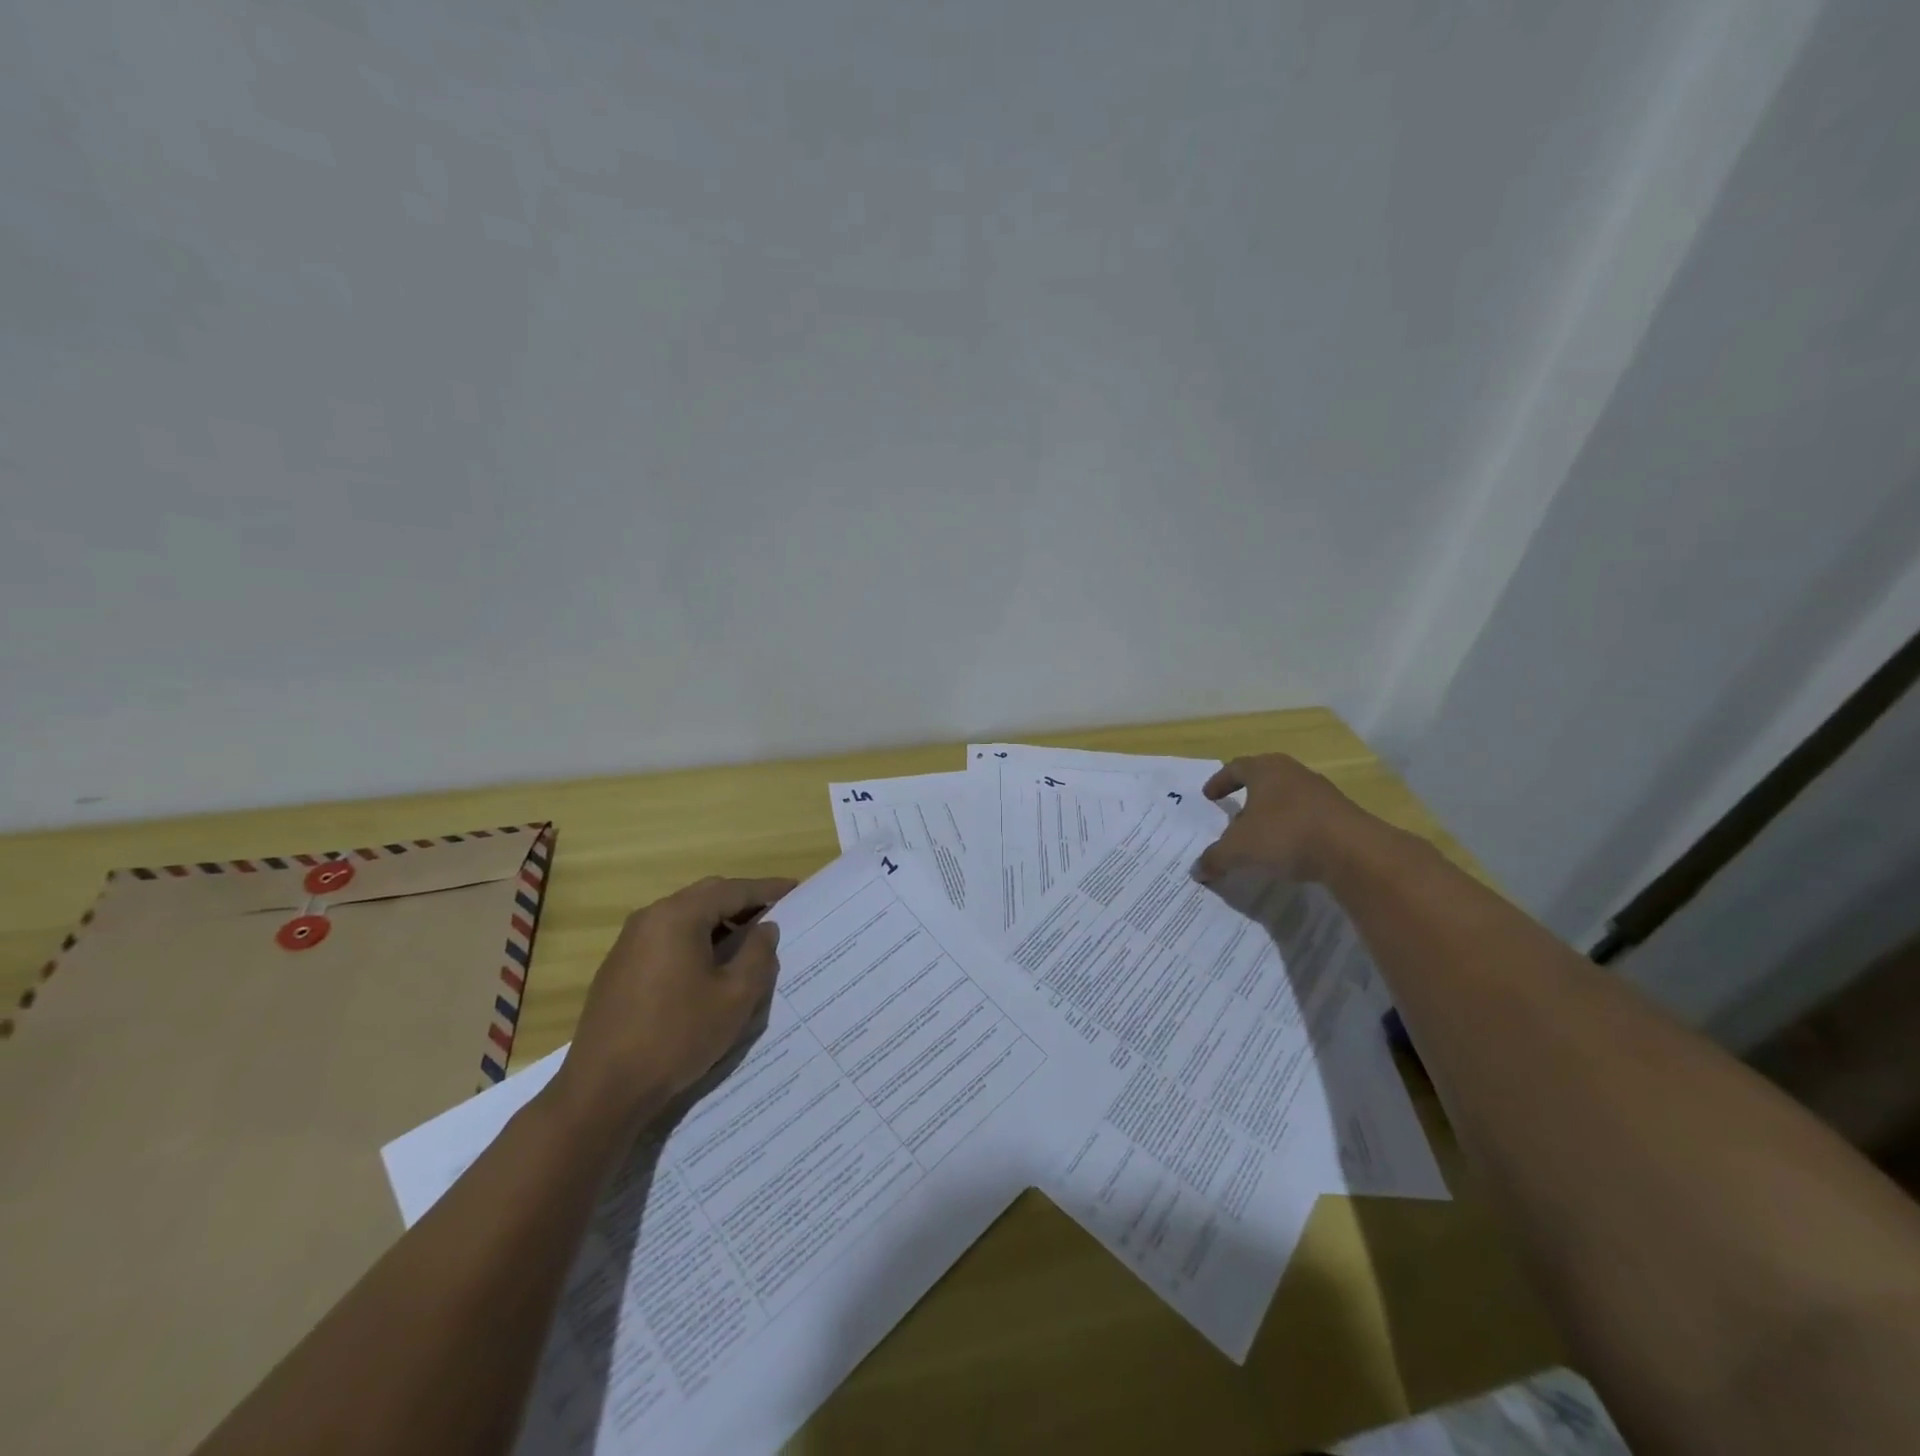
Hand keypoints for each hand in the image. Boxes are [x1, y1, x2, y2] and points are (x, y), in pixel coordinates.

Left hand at [553, 875, 796, 1127]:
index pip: (733, 890)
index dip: (768, 889)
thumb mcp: (735, 997)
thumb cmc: (677, 1036)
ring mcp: (630, 942)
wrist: (603, 1089)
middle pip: (707, 896)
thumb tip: (765, 928)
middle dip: (743, 902)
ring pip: (685, 917)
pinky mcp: (619, 967)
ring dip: (719, 923)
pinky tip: (710, 968)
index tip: (796, 889)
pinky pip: (667, 938)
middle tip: (775, 916)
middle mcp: (650, 918)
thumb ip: (758, 954)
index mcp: (678, 916)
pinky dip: (695, 940)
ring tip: (748, 944)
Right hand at [1193, 754, 1371, 883]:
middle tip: (1233, 818)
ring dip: (1270, 815)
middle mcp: (1293, 773)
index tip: (1209, 797)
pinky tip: (1288, 850)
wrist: (1353, 851)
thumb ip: (1214, 858)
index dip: (1220, 781)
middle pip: (1264, 780)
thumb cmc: (1285, 835)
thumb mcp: (1238, 850)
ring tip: (1259, 838)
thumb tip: (1197, 871)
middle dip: (1246, 799)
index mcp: (1265, 770)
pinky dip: (1292, 829)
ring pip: (1287, 798)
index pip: (1236, 767)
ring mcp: (1321, 792)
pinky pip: (1307, 817)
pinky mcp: (1341, 814)